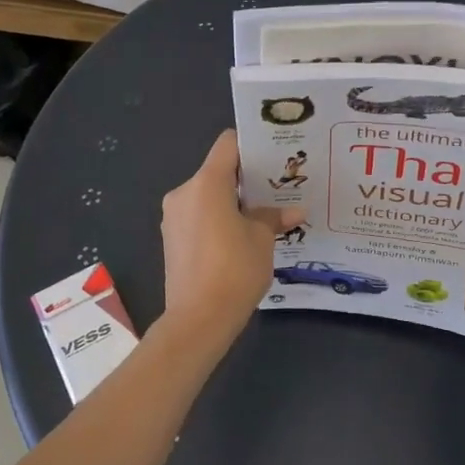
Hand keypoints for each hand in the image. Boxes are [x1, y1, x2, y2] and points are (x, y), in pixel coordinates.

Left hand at [160, 131, 302, 343]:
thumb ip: (273, 217)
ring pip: (207, 195)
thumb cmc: (234, 270)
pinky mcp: (171, 238)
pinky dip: (217, 219)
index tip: (273, 156)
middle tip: (276, 189)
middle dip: (246, 179)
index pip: (228, 144)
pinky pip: (198, 216)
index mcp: (207, 183)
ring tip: (260, 217)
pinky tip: (239, 238)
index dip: (251, 145)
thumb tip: (294, 211)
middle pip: (218, 171)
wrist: (198, 319)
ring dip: (231, 202)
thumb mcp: (262, 240)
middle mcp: (184, 192)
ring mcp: (173, 216)